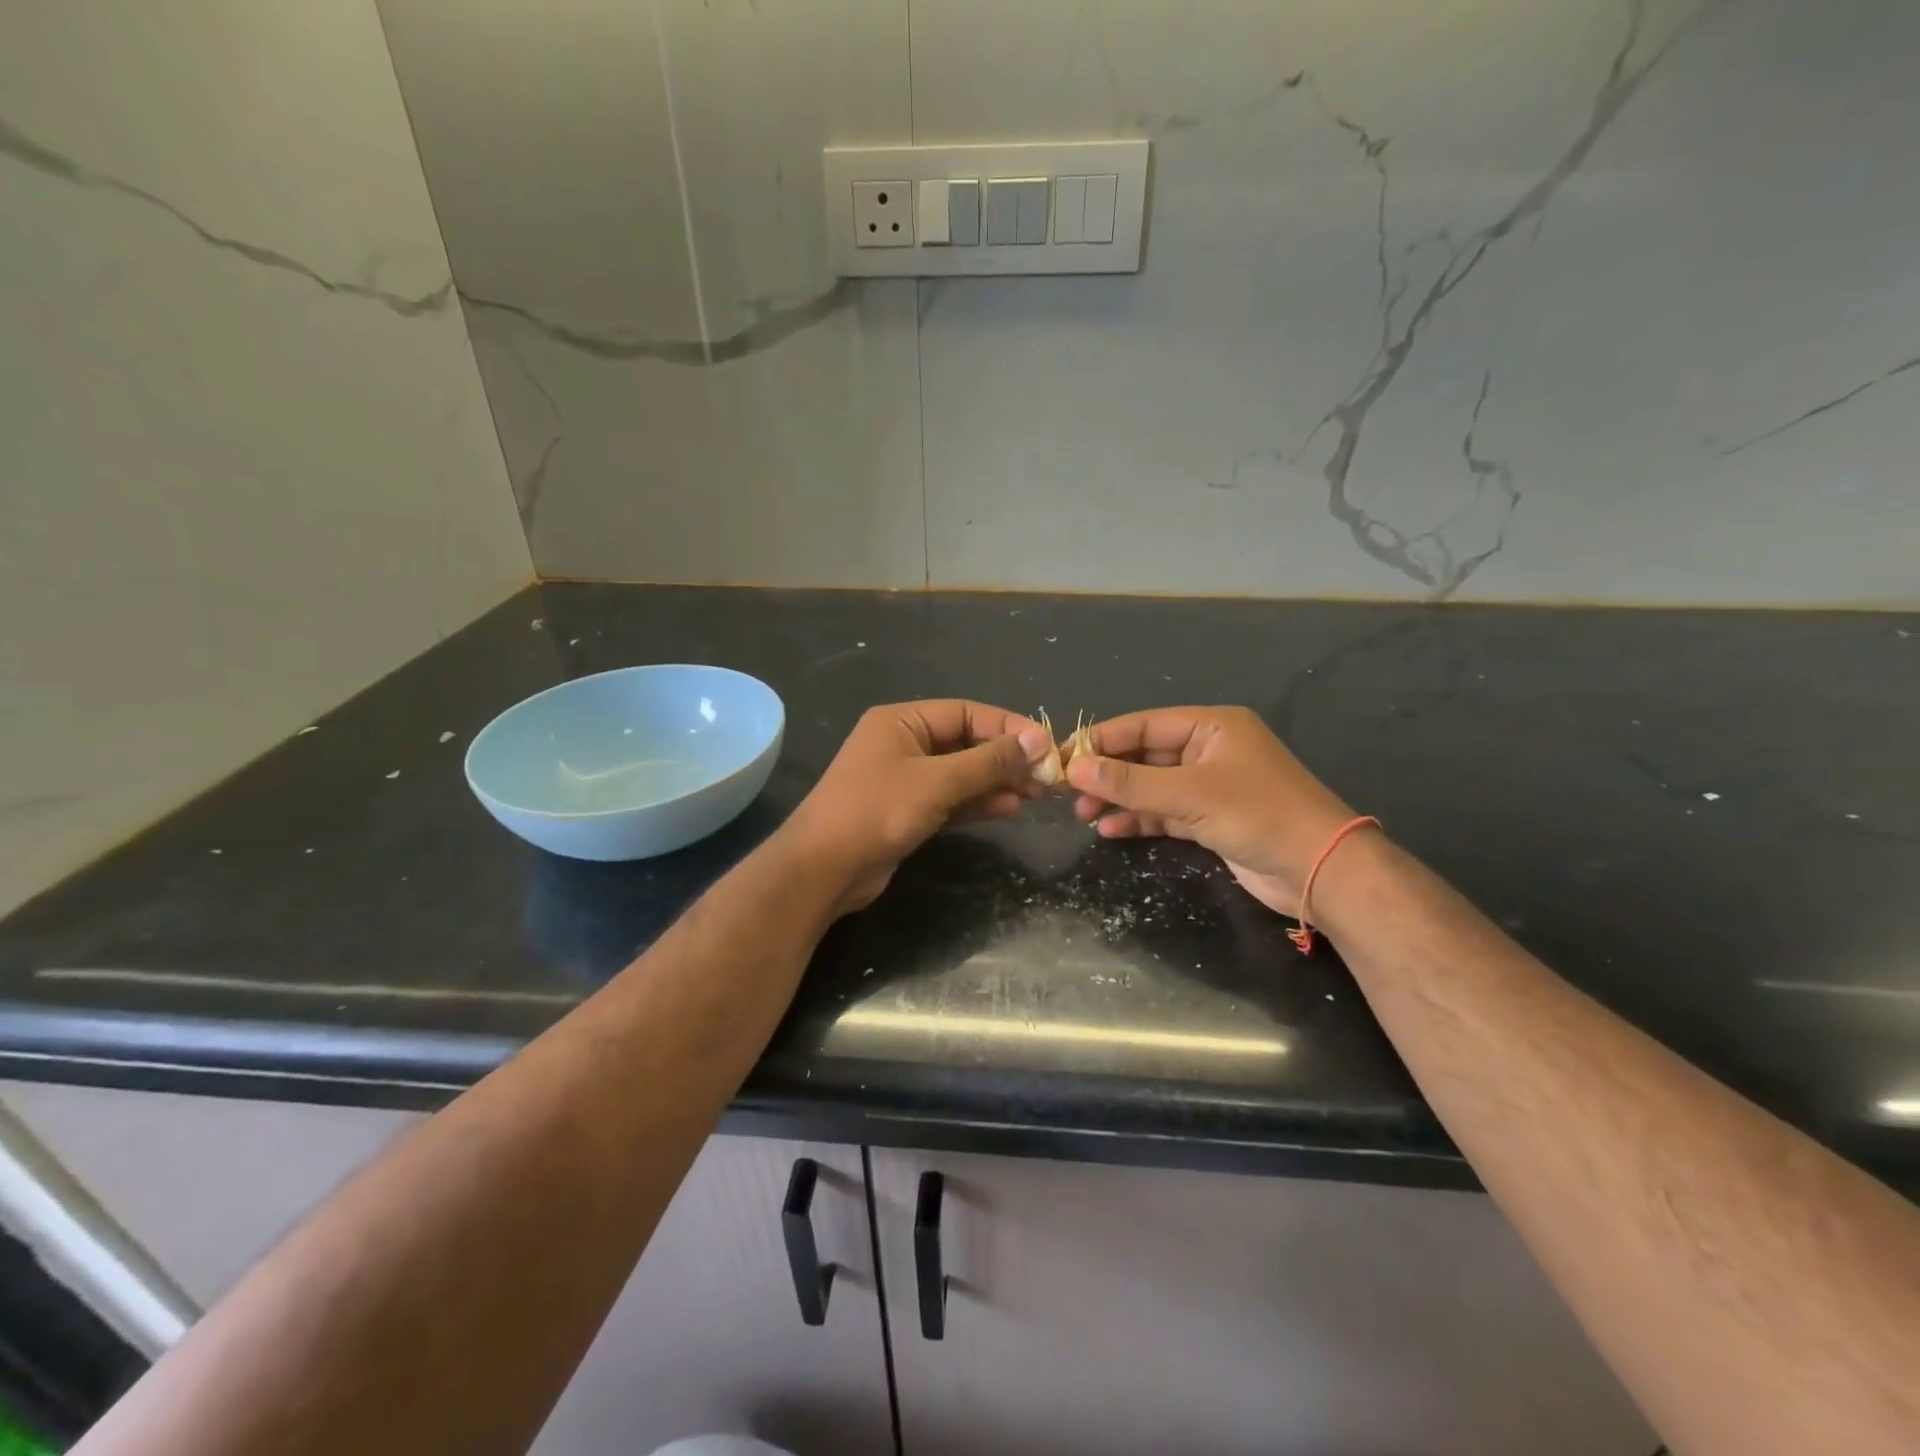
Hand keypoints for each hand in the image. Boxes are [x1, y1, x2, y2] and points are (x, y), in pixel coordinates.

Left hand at [783, 700, 1051, 914]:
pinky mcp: (907, 811)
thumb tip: (1037, 742)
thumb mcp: (937, 782)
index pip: (967, 713)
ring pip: (961, 773)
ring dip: (997, 781)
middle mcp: (903, 743)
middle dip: (1006, 758)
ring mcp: (904, 779)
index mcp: (902, 720)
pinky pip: (951, 799)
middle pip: (966, 742)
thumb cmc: (877, 811)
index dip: (1009, 727)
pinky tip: (1009, 808)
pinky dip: (978, 802)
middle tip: (1046, 776)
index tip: (1046, 746)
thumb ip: (988, 761)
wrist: (822, 870)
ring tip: (1035, 794)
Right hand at [1065, 706, 1358, 915]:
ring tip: (1084, 813)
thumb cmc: (1258, 815)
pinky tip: (1111, 830)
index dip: (1101, 740)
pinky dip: (1139, 819)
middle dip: (1108, 773)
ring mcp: (1210, 786)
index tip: (1062, 757)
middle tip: (1069, 791)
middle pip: (1145, 755)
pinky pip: (1165, 812)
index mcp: (1211, 727)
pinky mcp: (1211, 818)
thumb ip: (1131, 782)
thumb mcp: (1189, 795)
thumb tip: (1074, 768)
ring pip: (1152, 786)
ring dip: (1120, 798)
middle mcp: (1209, 750)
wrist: (1321, 871)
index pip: (1143, 726)